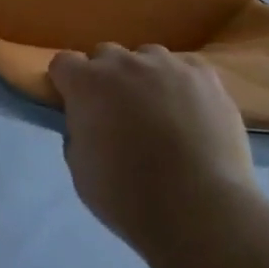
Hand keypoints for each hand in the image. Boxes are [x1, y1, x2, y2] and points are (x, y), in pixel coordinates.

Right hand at [49, 44, 259, 250]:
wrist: (201, 211)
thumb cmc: (130, 198)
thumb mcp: (81, 171)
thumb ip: (77, 133)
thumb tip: (87, 122)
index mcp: (87, 83)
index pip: (64, 63)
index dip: (67, 83)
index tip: (75, 105)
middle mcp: (124, 63)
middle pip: (106, 55)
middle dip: (106, 78)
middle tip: (118, 113)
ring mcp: (167, 65)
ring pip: (147, 58)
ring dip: (145, 78)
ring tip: (160, 112)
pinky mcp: (204, 76)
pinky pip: (186, 69)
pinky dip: (182, 85)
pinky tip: (191, 113)